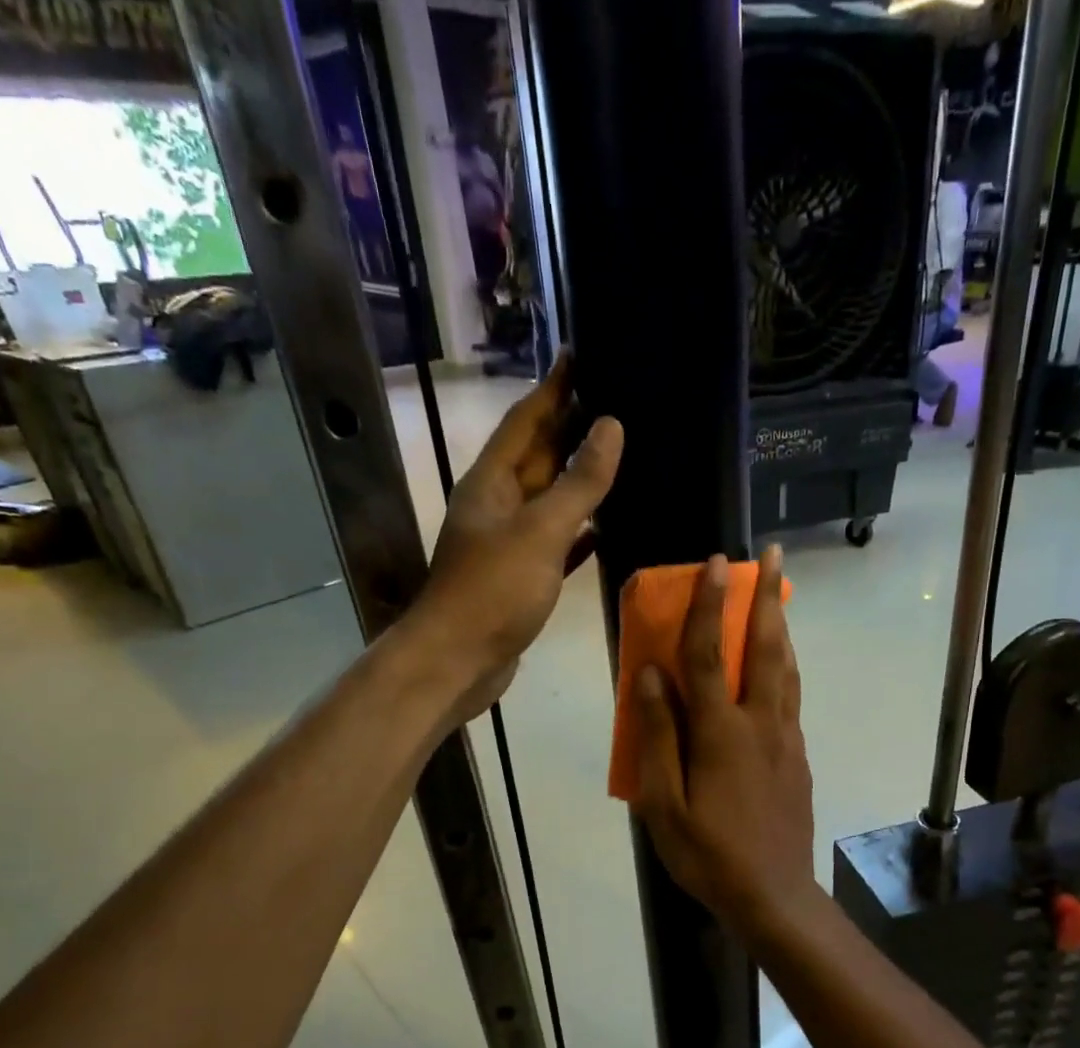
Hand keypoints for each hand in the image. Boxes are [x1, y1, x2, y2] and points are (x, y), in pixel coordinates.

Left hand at [410, 354, 622, 723]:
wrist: (458, 661)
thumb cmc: (494, 591)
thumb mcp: (540, 531)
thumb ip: (578, 482)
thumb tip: (610, 426)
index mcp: (492, 482)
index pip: (526, 420)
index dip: (554, 387)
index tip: (581, 353)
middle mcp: (497, 505)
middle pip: (538, 455)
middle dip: (571, 427)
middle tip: (616, 399)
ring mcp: (509, 543)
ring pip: (550, 499)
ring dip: (579, 478)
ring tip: (620, 454)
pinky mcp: (522, 576)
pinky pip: (557, 542)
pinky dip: (580, 531)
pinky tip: (607, 525)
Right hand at [634, 548, 819, 939]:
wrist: (774, 895)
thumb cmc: (708, 854)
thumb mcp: (663, 803)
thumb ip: (657, 735)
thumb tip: (650, 674)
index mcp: (721, 732)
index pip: (710, 655)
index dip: (709, 606)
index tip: (716, 563)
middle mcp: (760, 724)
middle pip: (765, 648)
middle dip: (766, 597)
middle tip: (772, 555)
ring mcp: (786, 740)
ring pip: (786, 669)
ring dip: (781, 626)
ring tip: (778, 596)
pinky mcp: (798, 757)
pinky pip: (790, 698)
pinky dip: (785, 666)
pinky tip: (779, 665)